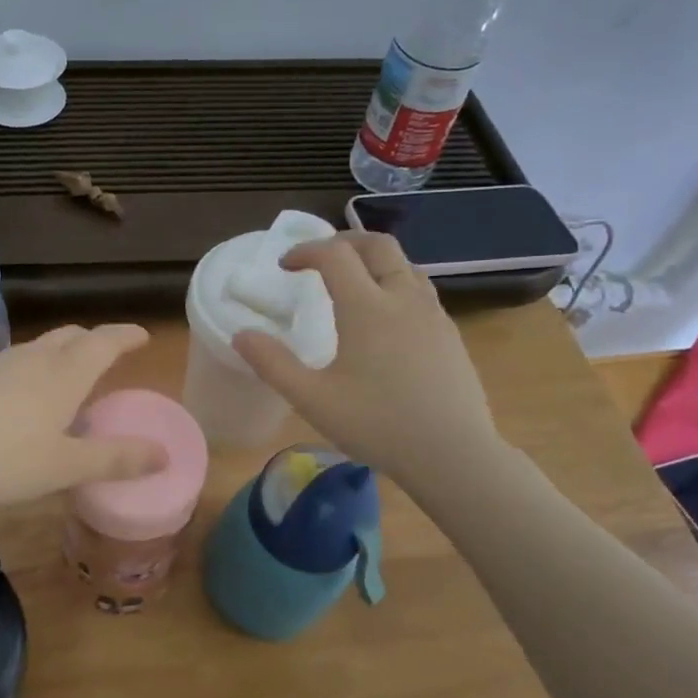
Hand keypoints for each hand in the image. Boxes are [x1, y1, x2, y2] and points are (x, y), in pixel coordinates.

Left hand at [0, 324, 168, 507]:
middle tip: (107, 355)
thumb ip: (114, 460)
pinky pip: (10, 364)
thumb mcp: (63, 467)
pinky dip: (29, 371)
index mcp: (63, 375)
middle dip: (93, 340)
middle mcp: (32, 359)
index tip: (143, 335)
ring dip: (59, 355)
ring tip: (65, 380)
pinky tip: (17, 401)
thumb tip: (164, 454)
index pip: (104, 342)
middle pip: (70, 336)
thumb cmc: (0, 458)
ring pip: (38, 348)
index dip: (126, 336)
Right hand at [232, 232, 504, 490]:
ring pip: (404, 265)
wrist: (455, 456)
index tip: (284, 266)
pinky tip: (384, 320)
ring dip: (373, 261)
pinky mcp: (450, 334)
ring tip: (351, 284)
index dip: (305, 251)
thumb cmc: (378, 425)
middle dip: (344, 241)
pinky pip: (420, 290)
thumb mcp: (313, 399)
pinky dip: (394, 284)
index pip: (334, 254)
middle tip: (319, 259)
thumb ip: (273, 364)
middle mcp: (403, 299)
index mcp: (367, 307)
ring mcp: (433, 315)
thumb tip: (242, 334)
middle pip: (377, 245)